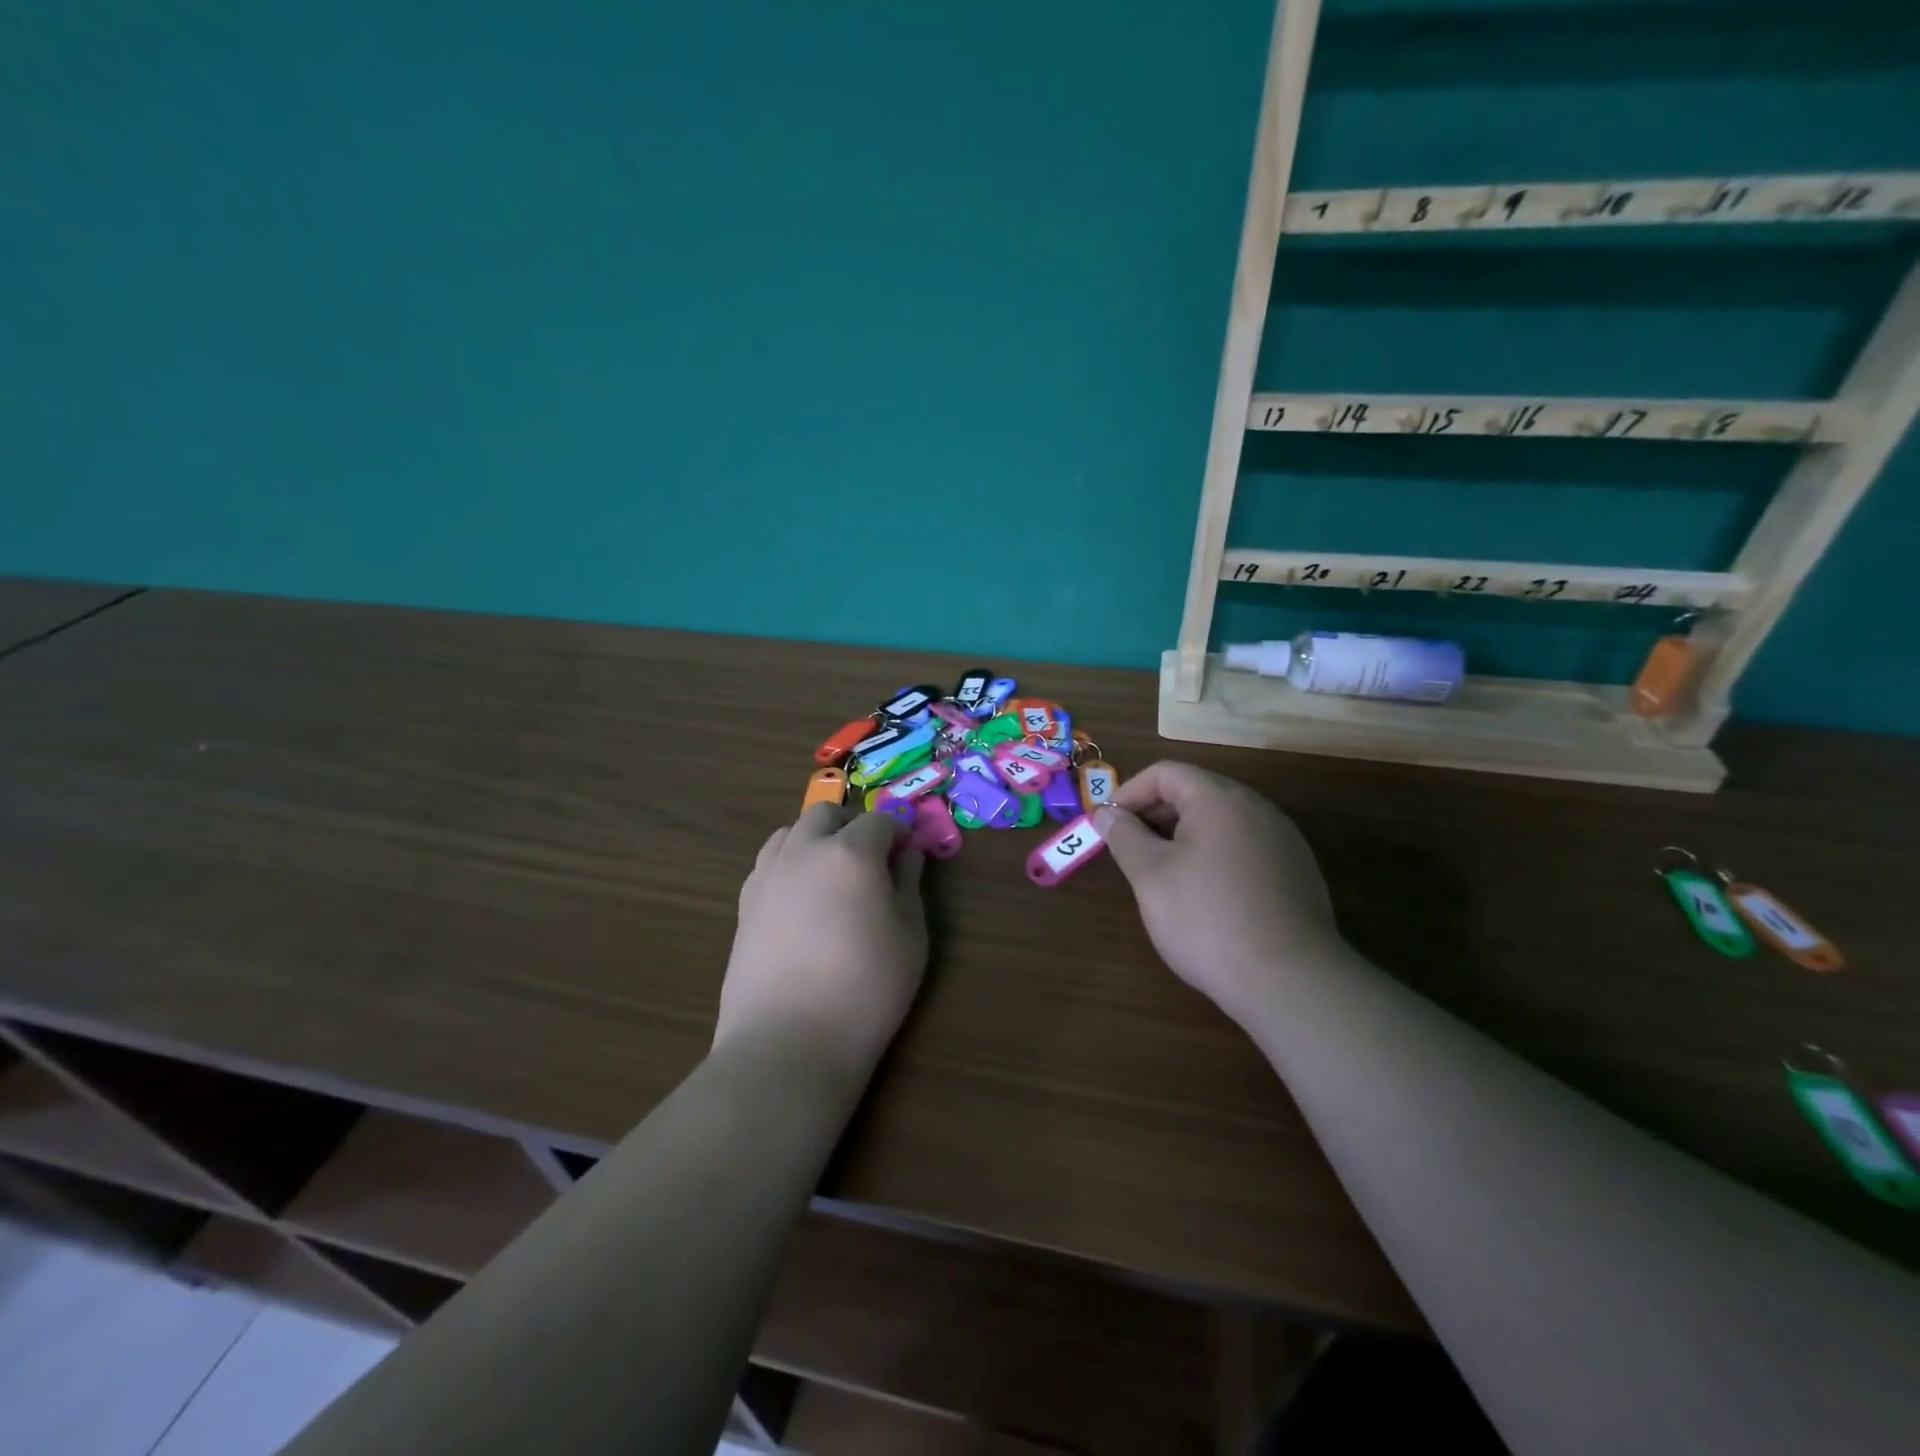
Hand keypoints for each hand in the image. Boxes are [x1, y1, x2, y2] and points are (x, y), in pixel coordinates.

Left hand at [715, 805, 928, 1084]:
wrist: (788, 1042)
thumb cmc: (866, 988)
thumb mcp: (910, 936)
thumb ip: (909, 885)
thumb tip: (909, 856)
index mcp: (850, 852)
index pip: (879, 821)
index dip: (899, 834)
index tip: (908, 857)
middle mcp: (804, 851)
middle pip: (826, 813)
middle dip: (852, 825)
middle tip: (871, 860)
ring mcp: (768, 875)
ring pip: (791, 832)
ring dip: (816, 840)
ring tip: (833, 876)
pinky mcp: (744, 904)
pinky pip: (769, 863)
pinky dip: (789, 865)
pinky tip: (801, 900)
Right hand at [1097, 761, 1342, 1029]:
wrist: (1290, 981)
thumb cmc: (1207, 920)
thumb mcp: (1151, 876)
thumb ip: (1124, 837)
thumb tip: (1107, 814)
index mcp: (1220, 800)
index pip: (1167, 772)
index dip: (1130, 791)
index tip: (1108, 823)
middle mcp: (1257, 809)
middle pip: (1197, 792)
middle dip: (1155, 813)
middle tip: (1130, 848)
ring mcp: (1283, 840)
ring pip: (1222, 821)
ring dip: (1184, 835)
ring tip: (1162, 872)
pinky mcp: (1297, 872)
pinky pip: (1245, 847)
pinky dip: (1215, 855)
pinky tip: (1205, 895)